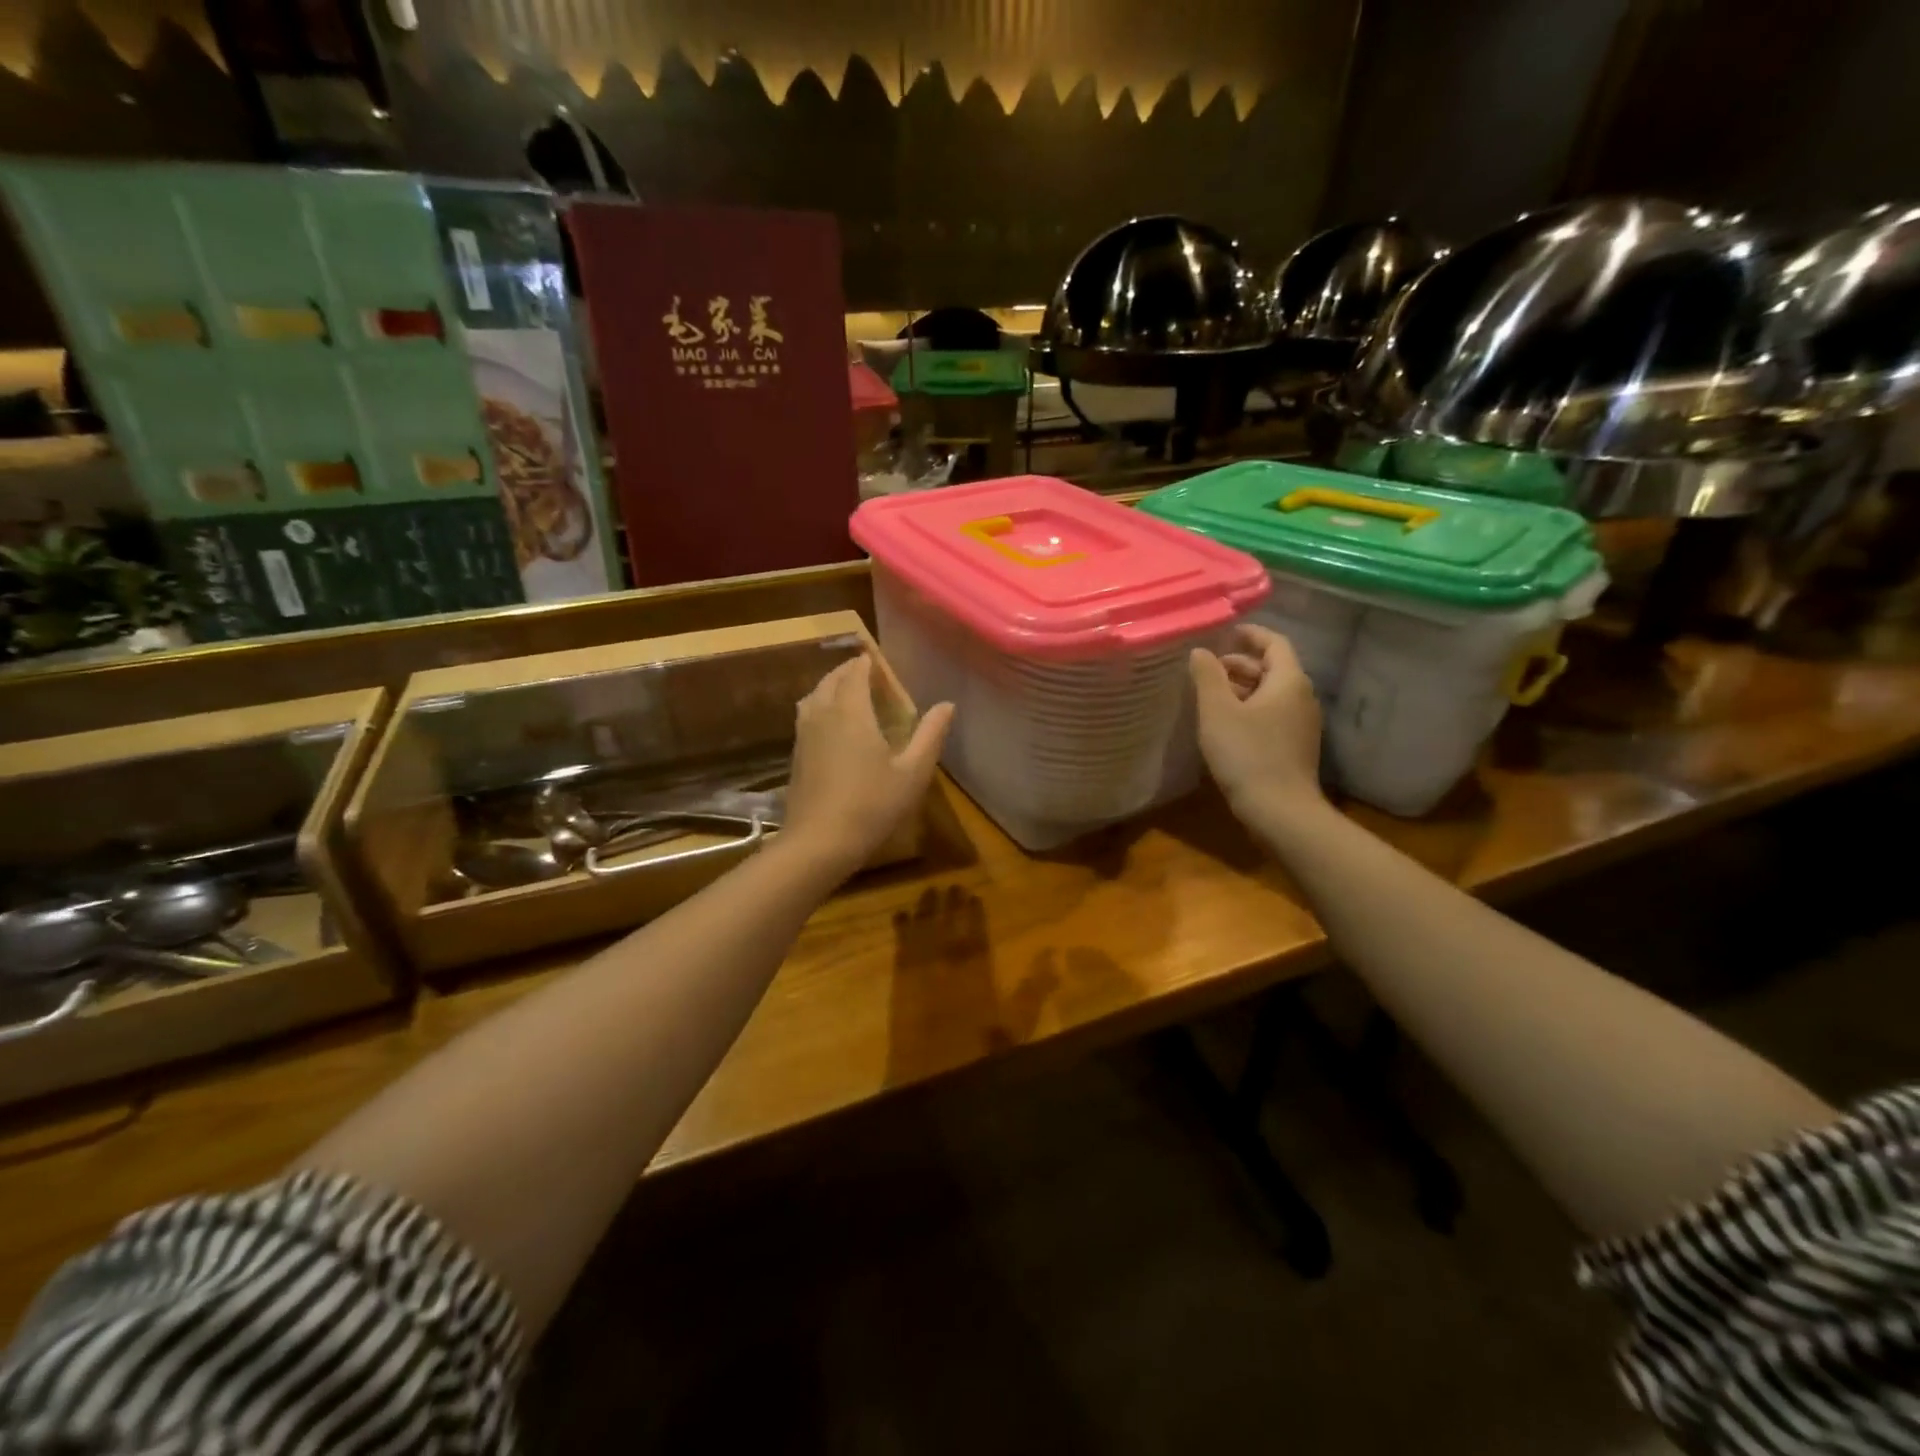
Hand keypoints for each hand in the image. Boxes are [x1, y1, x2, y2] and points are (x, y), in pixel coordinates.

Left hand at [782, 655, 953, 876]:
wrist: (818, 842)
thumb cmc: (872, 805)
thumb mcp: (912, 773)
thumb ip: (930, 735)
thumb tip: (947, 705)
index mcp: (851, 711)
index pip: (856, 672)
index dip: (867, 662)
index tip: (880, 660)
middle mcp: (823, 713)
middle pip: (831, 679)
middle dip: (848, 671)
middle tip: (868, 674)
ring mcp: (804, 734)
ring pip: (814, 696)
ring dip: (830, 686)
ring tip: (849, 693)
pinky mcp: (795, 754)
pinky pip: (806, 715)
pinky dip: (820, 706)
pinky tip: (832, 726)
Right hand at [1189, 624, 1324, 820]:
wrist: (1280, 810)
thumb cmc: (1247, 754)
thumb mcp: (1217, 712)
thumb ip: (1207, 677)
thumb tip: (1200, 652)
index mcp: (1288, 681)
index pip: (1274, 643)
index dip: (1250, 635)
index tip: (1226, 633)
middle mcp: (1301, 697)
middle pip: (1272, 668)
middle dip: (1240, 664)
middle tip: (1207, 668)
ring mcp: (1301, 724)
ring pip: (1271, 693)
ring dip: (1242, 688)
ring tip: (1210, 695)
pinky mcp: (1295, 746)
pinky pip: (1272, 714)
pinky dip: (1250, 708)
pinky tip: (1225, 723)